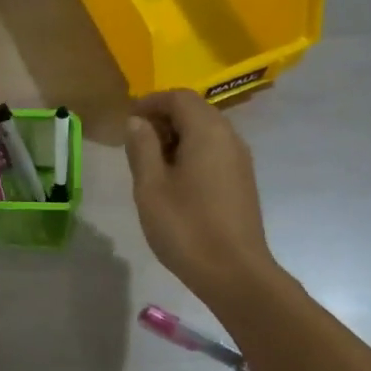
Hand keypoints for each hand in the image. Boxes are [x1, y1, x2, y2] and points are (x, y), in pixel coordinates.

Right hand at [124, 90, 278, 306]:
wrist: (235, 273)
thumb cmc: (186, 227)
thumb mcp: (151, 186)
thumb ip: (142, 147)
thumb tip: (138, 122)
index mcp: (207, 131)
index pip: (179, 97)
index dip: (151, 102)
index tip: (127, 119)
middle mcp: (229, 137)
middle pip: (195, 111)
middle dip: (164, 118)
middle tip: (135, 141)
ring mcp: (240, 160)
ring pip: (206, 132)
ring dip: (177, 137)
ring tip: (150, 162)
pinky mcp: (242, 181)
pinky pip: (214, 152)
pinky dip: (192, 153)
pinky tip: (174, 180)